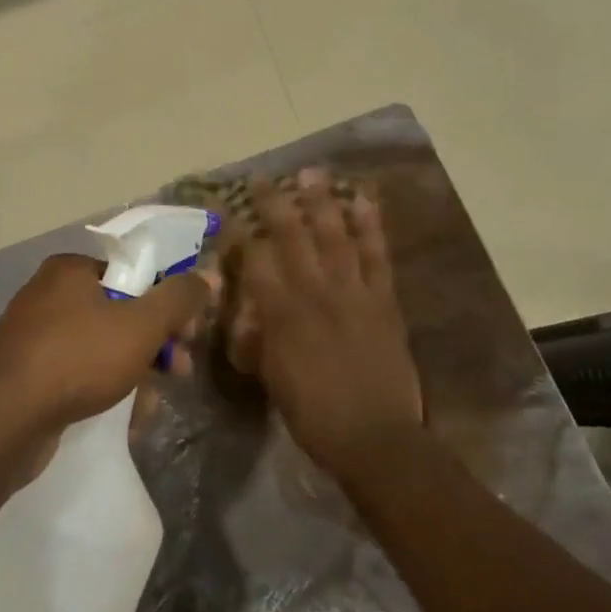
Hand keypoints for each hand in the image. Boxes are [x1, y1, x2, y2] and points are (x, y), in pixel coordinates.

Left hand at [0, 253, 211, 459]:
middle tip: (180, 369)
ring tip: (153, 402)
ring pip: (102, 344)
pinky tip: (125, 415)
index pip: (134, 272)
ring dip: (135, 368)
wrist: (2, 422)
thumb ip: (178, 298)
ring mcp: (35, 335)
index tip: (188, 331)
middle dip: (155, 341)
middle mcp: (49, 294)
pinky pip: (79, 370)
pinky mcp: (28, 372)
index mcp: (71, 269)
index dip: (168, 298)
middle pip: (120, 309)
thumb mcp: (140, 325)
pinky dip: (104, 386)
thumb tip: (207, 275)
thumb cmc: (77, 359)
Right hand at [238, 171, 423, 480]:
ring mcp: (353, 292)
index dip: (238, 232)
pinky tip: (364, 202)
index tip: (227, 210)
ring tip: (311, 173)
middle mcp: (315, 292)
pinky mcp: (383, 300)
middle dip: (274, 203)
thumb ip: (258, 339)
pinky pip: (377, 256)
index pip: (254, 261)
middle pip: (292, 236)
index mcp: (282, 314)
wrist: (375, 437)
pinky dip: (371, 227)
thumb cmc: (314, 414)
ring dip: (322, 202)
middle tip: (263, 178)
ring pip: (335, 236)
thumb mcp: (271, 378)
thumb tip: (247, 312)